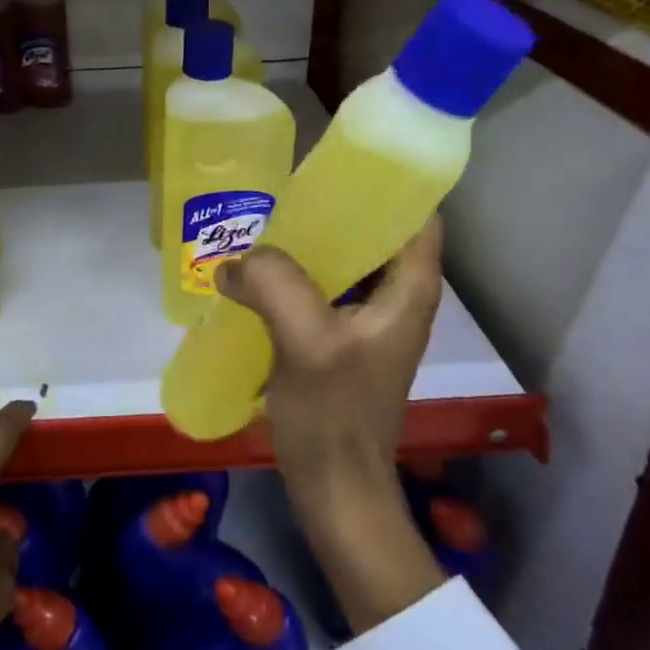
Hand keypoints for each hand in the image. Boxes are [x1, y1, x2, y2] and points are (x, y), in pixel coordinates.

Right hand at [214, 218, 447, 632]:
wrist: (334, 490)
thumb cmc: (335, 416)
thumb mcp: (309, 343)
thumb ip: (276, 286)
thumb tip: (233, 261)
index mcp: (408, 289)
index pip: (416, 214)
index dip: (388, 181)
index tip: (339, 160)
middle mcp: (393, 296)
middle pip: (372, 230)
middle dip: (331, 206)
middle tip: (284, 189)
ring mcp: (364, 318)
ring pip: (340, 258)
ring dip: (306, 240)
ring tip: (262, 222)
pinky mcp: (335, 337)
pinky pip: (315, 286)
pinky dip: (289, 273)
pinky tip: (252, 270)